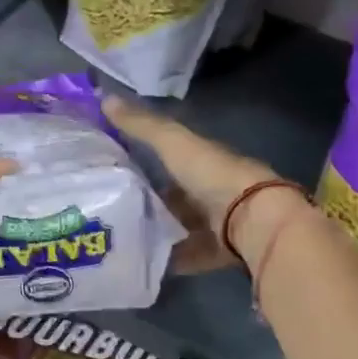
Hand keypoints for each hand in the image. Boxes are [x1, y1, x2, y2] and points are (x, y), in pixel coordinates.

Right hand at [104, 96, 302, 270]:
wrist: (252, 218)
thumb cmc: (212, 174)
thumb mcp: (172, 143)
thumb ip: (142, 125)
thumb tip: (105, 97)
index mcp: (200, 161)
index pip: (169, 158)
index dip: (142, 159)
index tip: (110, 165)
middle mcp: (208, 191)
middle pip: (171, 196)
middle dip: (144, 201)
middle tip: (105, 207)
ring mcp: (214, 223)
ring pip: (177, 226)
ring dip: (153, 230)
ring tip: (114, 237)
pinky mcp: (215, 252)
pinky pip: (186, 256)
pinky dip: (166, 259)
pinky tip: (138, 261)